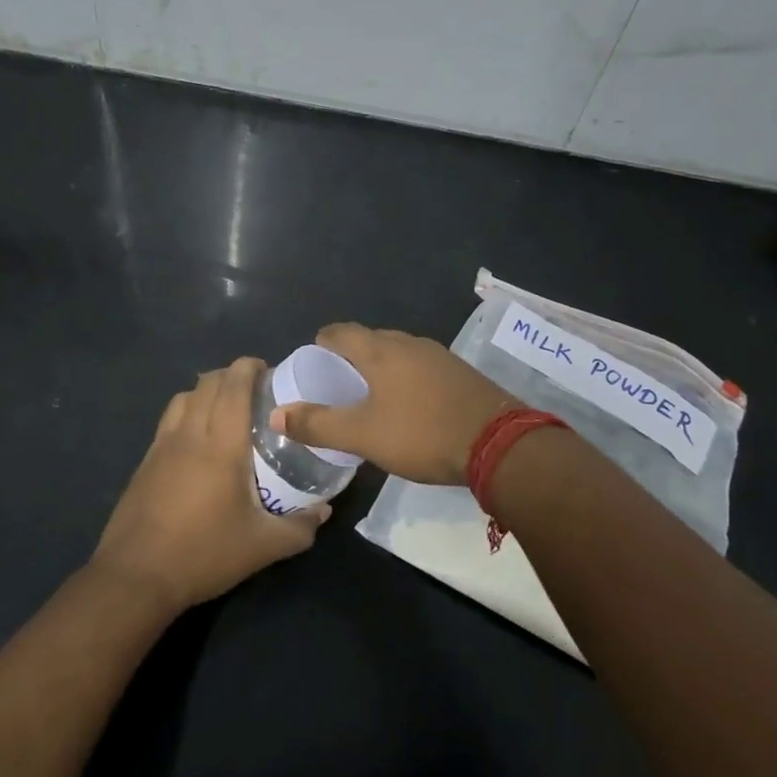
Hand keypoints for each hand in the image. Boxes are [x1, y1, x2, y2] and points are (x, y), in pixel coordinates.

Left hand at [91, 358, 326, 611]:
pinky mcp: (145, 461)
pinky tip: (197, 440)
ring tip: (226, 408)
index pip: (234, 386)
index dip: (249, 367)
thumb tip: (324, 511)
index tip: (268, 370)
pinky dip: (187, 412)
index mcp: (221, 444)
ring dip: (206, 390)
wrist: (136, 576)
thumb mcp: (263, 547)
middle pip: (208, 383)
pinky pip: (168, 419)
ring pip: (184, 397)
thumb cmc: (204, 553)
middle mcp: (190, 433)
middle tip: (255, 390)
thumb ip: (300, 527)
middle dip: (231, 375)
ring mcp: (162, 445)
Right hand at [269, 324, 515, 485]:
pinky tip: (408, 407)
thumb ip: (318, 424)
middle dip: (349, 359)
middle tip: (336, 389)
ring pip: (396, 354)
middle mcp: (409, 343)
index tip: (312, 368)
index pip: (339, 332)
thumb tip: (276, 414)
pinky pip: (420, 367)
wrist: (499, 445)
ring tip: (369, 399)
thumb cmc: (422, 434)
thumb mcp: (363, 435)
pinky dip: (404, 379)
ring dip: (378, 370)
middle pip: (368, 340)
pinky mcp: (459, 373)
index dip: (320, 345)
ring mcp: (438, 356)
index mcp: (380, 350)